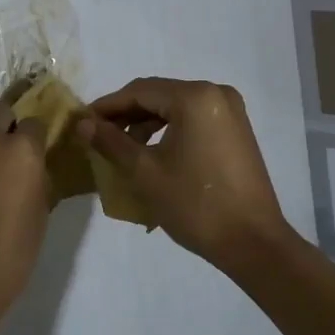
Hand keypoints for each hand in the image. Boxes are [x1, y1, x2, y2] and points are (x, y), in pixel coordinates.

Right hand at [76, 77, 292, 269]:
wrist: (253, 243)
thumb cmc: (195, 205)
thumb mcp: (145, 172)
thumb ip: (111, 142)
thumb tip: (82, 123)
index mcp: (195, 97)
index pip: (139, 91)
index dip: (107, 106)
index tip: (82, 122)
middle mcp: (216, 93)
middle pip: (158, 95)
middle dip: (126, 114)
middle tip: (97, 135)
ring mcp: (230, 111)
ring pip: (175, 107)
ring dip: (146, 123)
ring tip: (121, 148)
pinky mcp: (236, 130)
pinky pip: (193, 119)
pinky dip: (169, 130)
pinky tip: (151, 152)